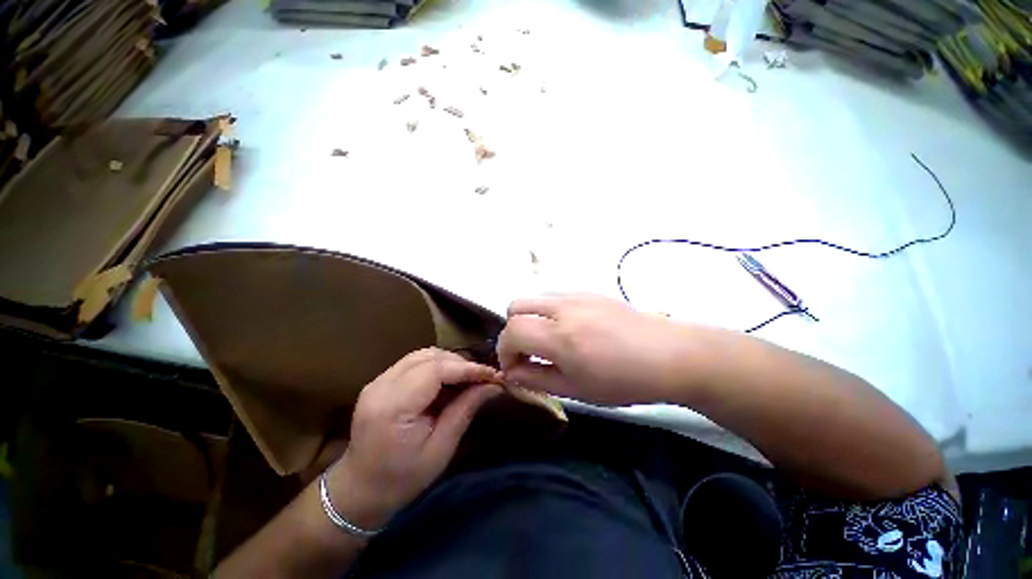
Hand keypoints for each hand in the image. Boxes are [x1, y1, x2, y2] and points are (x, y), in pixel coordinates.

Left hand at [327, 348, 501, 529]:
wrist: (359, 491)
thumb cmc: (402, 479)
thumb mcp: (441, 449)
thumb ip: (465, 410)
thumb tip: (493, 385)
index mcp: (393, 406)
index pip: (436, 370)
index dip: (467, 368)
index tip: (492, 374)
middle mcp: (382, 386)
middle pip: (429, 357)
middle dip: (460, 363)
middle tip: (482, 378)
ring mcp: (378, 381)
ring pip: (422, 355)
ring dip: (448, 362)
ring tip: (467, 379)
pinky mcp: (380, 382)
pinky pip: (414, 362)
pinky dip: (436, 366)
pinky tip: (447, 381)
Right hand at [497, 294, 689, 405]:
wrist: (670, 355)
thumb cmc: (624, 380)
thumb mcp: (576, 390)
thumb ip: (536, 380)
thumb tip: (511, 373)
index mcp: (560, 336)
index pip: (511, 331)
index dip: (505, 351)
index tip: (515, 367)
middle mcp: (563, 308)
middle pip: (515, 306)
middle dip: (513, 330)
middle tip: (529, 352)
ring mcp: (576, 295)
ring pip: (534, 297)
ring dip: (530, 319)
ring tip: (549, 340)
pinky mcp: (588, 291)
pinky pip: (554, 296)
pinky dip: (548, 311)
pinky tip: (569, 329)